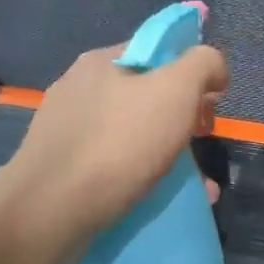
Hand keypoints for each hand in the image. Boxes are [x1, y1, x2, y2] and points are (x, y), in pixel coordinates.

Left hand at [1, 41, 228, 255]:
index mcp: (102, 61)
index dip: (192, 71)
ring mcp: (68, 131)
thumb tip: (214, 68)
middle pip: (148, 94)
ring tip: (198, 184)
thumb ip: (203, 64)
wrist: (49, 213)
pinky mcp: (63, 170)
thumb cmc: (118, 144)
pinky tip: (167, 199)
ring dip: (171, 154)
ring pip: (135, 134)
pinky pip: (117, 165)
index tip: (213, 101)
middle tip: (203, 140)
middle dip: (185, 118)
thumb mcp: (176, 90)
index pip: (158, 50)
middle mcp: (80, 90)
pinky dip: (146, 178)